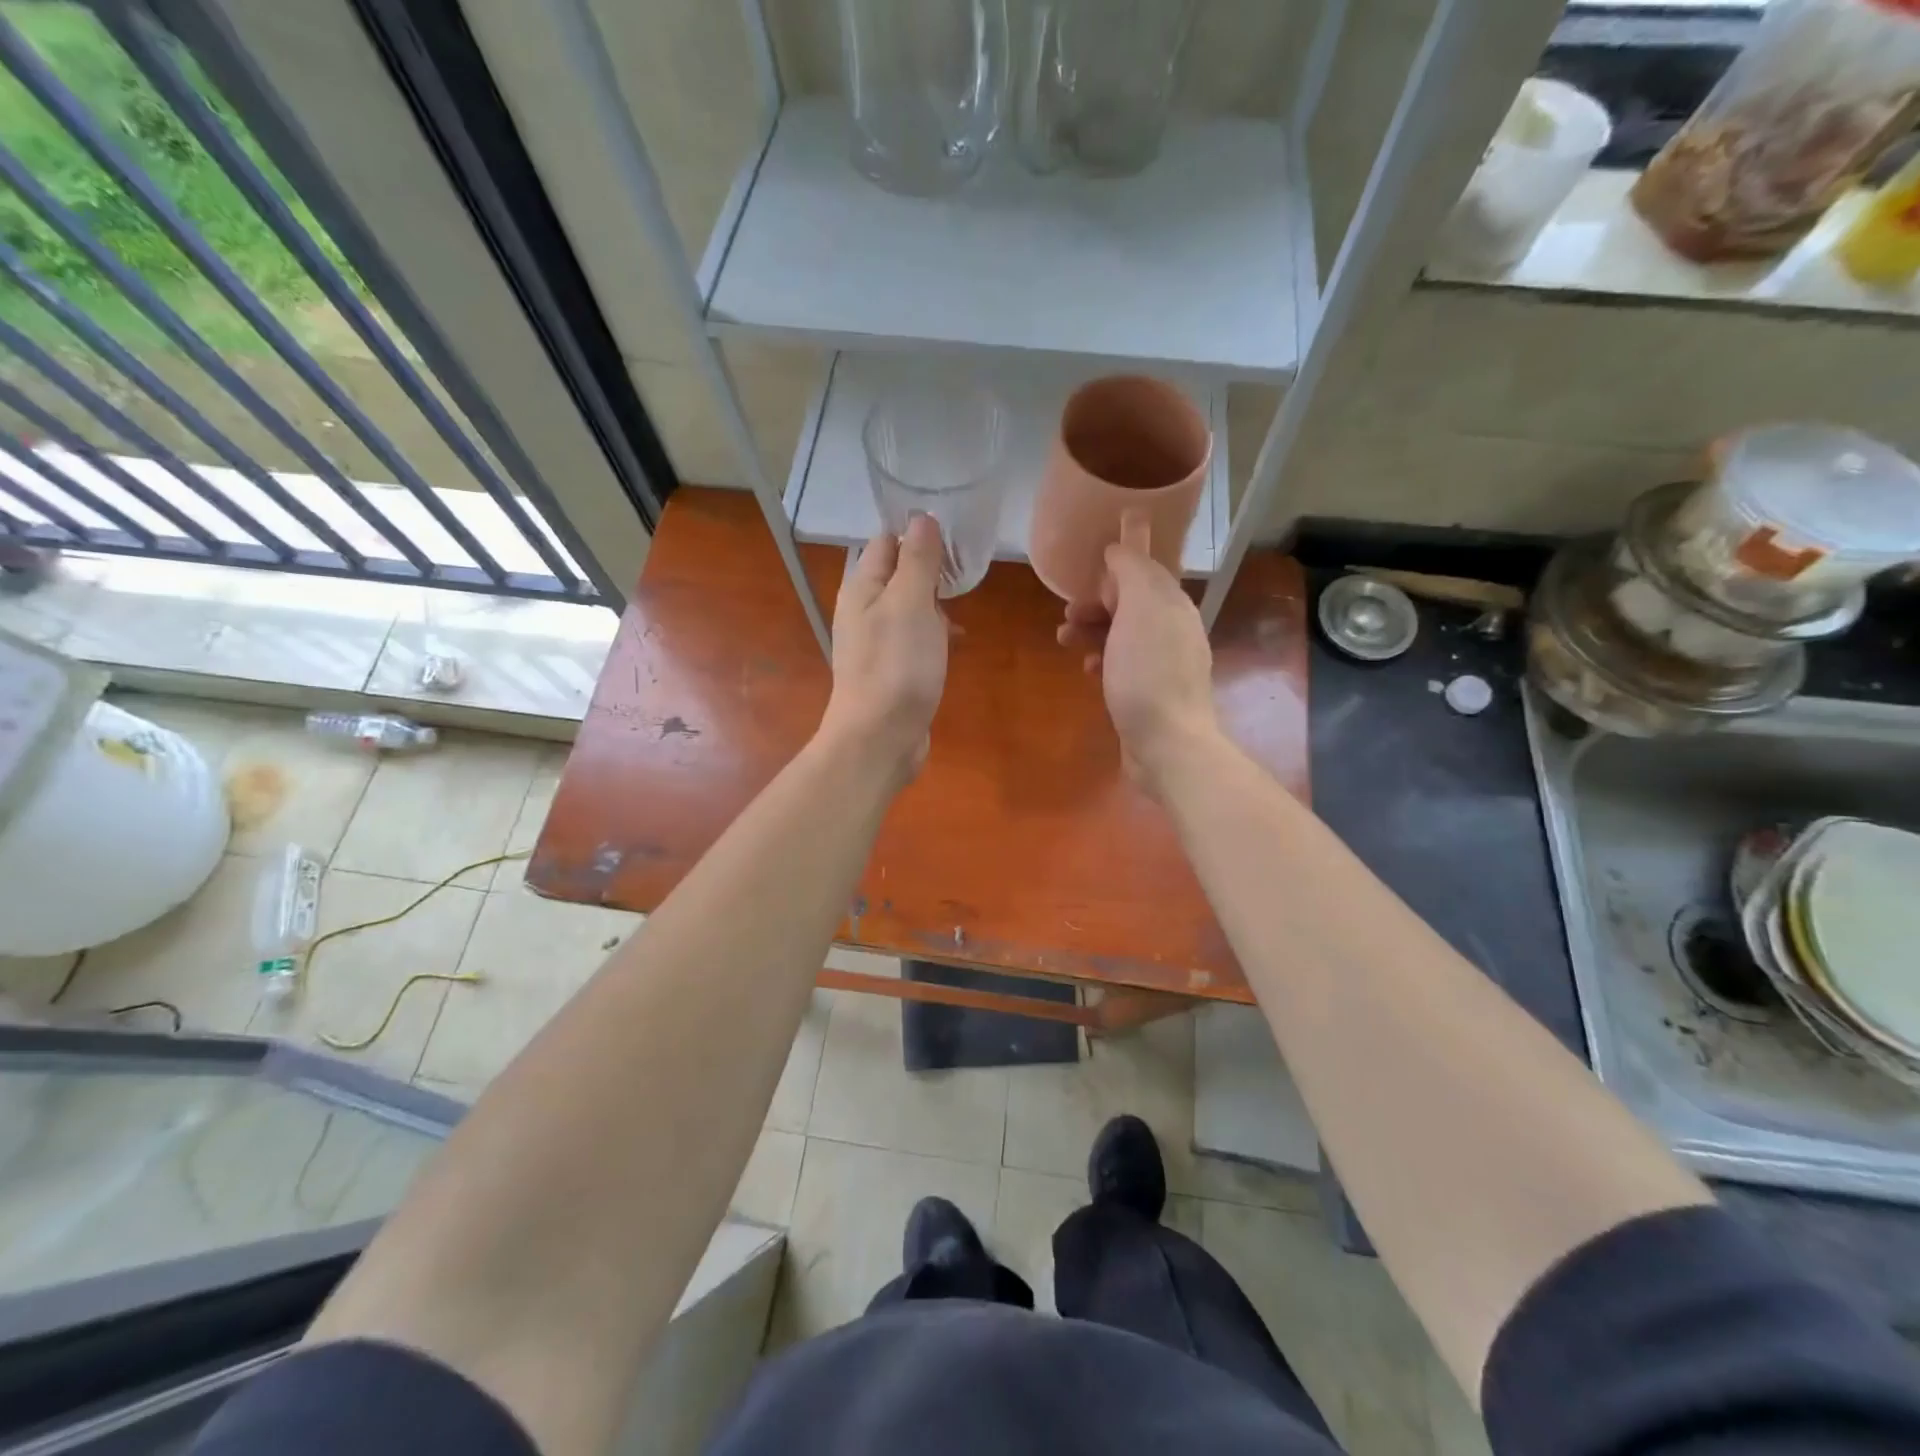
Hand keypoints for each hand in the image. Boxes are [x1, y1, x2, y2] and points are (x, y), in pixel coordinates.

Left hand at [819, 514, 948, 783]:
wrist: (880, 737)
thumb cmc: (897, 665)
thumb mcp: (911, 603)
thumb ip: (918, 560)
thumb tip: (922, 518)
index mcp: (862, 588)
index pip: (886, 542)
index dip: (917, 534)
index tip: (955, 537)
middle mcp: (864, 611)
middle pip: (898, 575)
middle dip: (931, 570)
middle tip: (965, 572)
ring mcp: (877, 643)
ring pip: (909, 608)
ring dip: (935, 604)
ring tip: (963, 606)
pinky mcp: (892, 670)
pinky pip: (914, 639)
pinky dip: (934, 634)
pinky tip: (955, 642)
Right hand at [1057, 513, 1217, 792]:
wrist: (1167, 744)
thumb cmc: (1148, 673)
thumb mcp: (1140, 608)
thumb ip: (1132, 570)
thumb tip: (1119, 549)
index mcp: (1174, 605)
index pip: (1145, 571)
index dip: (1114, 569)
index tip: (1084, 576)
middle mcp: (1174, 630)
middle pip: (1131, 603)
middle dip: (1097, 603)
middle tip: (1067, 614)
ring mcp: (1164, 665)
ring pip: (1123, 634)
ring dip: (1092, 631)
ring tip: (1064, 640)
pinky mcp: (1151, 694)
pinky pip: (1123, 665)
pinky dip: (1102, 660)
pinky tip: (1087, 671)